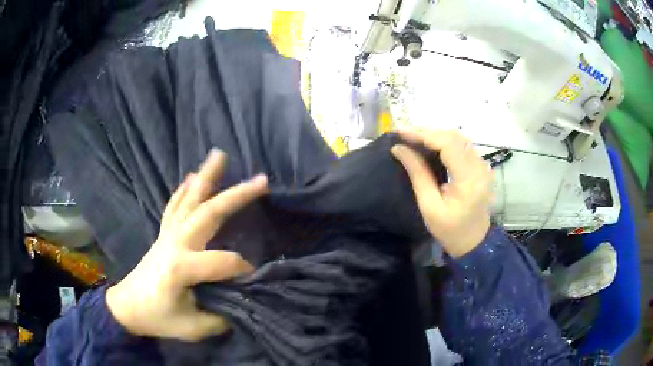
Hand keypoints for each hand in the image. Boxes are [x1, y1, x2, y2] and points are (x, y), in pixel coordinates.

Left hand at [106, 149, 268, 340]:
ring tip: (219, 155)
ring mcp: (167, 235)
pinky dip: (184, 190)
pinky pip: (174, 206)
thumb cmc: (158, 318)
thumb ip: (222, 316)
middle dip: (236, 196)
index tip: (253, 279)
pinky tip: (191, 176)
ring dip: (206, 177)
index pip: (224, 262)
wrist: (127, 307)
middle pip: (208, 214)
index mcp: (181, 267)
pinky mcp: (163, 234)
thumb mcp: (193, 328)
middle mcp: (175, 243)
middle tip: (261, 180)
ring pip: (189, 200)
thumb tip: (244, 299)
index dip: (243, 270)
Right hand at [391, 128, 491, 257]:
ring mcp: (482, 165)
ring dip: (435, 135)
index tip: (400, 132)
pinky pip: (461, 146)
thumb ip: (417, 174)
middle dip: (427, 132)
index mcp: (469, 179)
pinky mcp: (480, 166)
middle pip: (453, 137)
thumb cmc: (450, 230)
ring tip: (412, 138)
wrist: (473, 241)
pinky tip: (428, 145)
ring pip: (458, 138)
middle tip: (403, 134)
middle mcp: (480, 167)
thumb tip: (399, 149)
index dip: (423, 134)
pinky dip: (443, 142)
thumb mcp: (429, 206)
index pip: (448, 144)